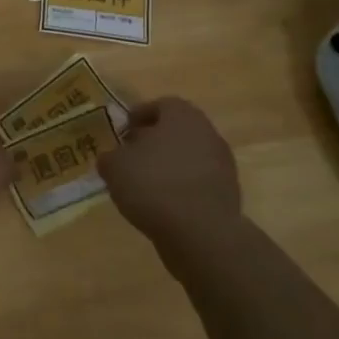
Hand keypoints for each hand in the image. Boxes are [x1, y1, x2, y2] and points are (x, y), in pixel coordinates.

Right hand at [99, 98, 241, 249]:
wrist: (201, 232)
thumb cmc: (153, 185)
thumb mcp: (115, 167)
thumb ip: (110, 157)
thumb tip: (113, 158)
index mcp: (182, 115)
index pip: (159, 105)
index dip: (137, 117)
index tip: (121, 134)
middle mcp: (207, 132)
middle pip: (176, 131)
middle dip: (153, 142)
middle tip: (131, 158)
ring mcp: (222, 164)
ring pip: (188, 157)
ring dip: (168, 167)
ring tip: (144, 186)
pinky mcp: (228, 194)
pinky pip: (197, 183)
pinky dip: (181, 189)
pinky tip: (163, 206)